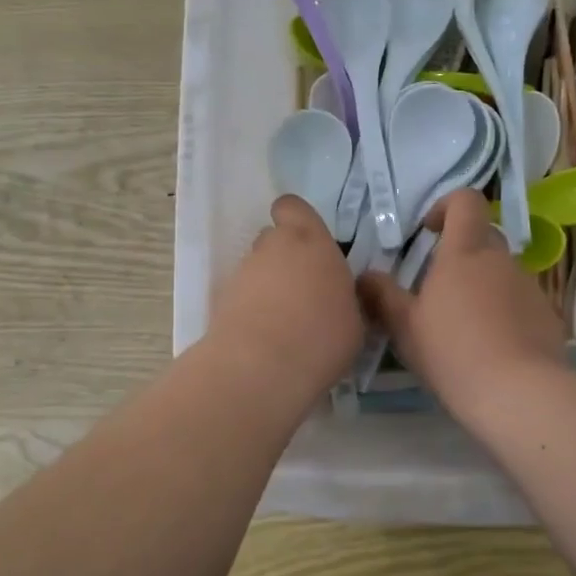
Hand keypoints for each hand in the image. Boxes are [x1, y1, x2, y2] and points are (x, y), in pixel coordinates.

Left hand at [206, 195, 364, 396]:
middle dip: (284, 258)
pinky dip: (251, 310)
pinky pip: (242, 297)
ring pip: (256, 269)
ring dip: (267, 286)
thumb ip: (345, 298)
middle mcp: (272, 247)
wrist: (261, 368)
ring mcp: (242, 273)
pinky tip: (266, 339)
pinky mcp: (220, 300)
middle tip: (303, 291)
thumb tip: (338, 297)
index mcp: (311, 241)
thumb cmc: (322, 337)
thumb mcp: (355, 320)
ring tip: (284, 323)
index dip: (296, 219)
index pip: (293, 207)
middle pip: (273, 239)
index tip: (309, 243)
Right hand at [357, 190, 565, 413]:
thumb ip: (382, 295)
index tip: (428, 231)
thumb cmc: (452, 352)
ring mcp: (530, 287)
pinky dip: (505, 313)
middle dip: (462, 253)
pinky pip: (521, 302)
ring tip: (465, 326)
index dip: (446, 206)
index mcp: (465, 253)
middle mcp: (502, 260)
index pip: (465, 201)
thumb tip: (365, 275)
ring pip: (503, 272)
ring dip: (483, 286)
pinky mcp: (548, 315)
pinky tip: (493, 348)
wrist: (519, 394)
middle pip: (484, 237)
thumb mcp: (405, 327)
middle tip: (438, 288)